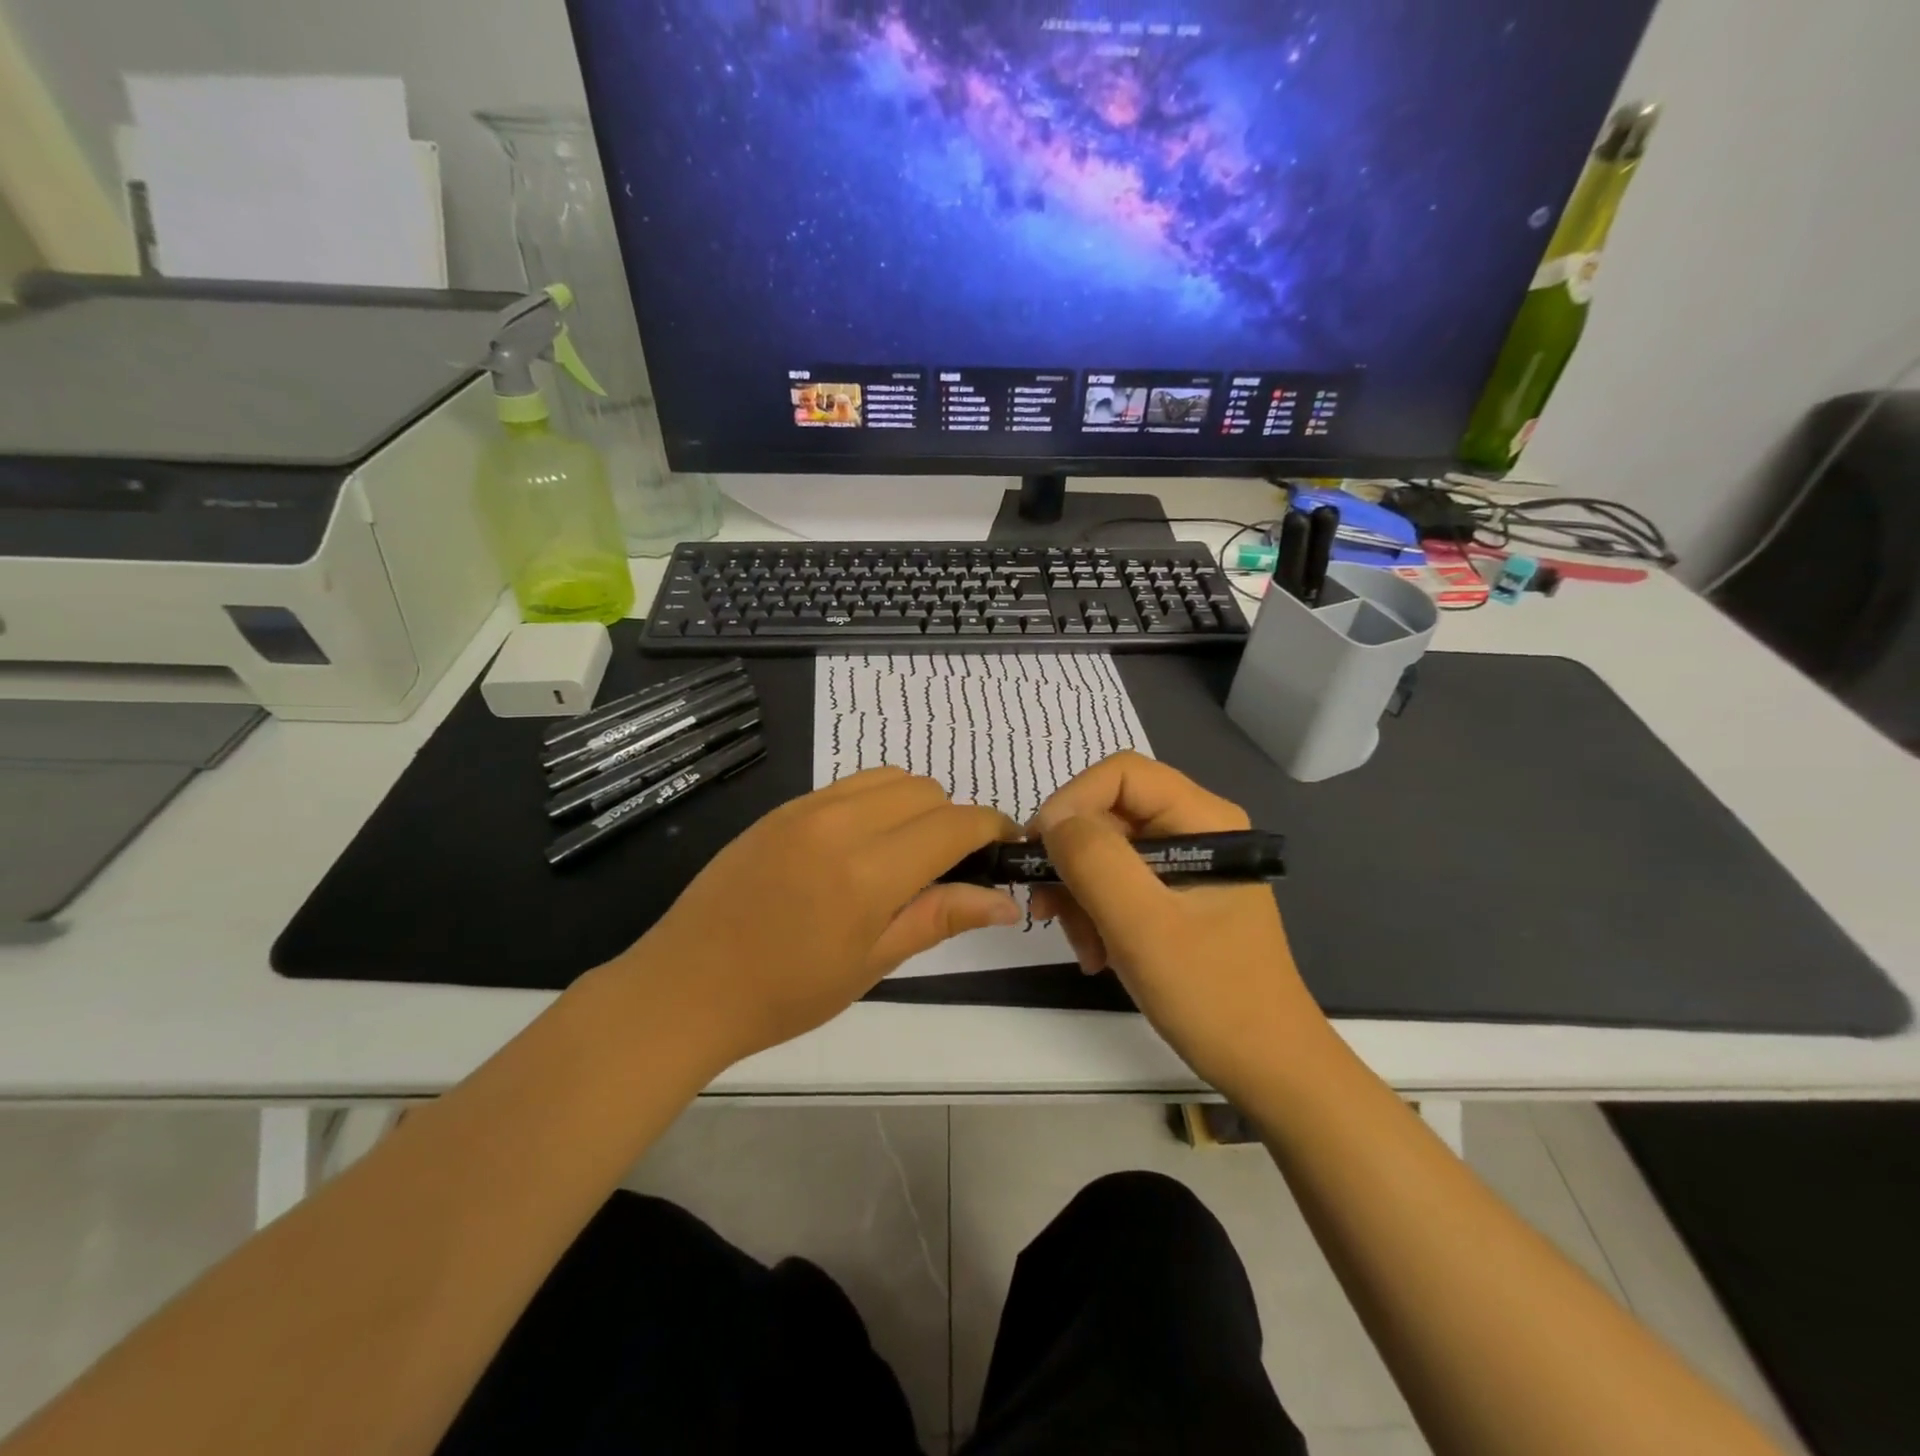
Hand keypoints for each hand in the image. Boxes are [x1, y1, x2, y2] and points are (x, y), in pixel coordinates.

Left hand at [615, 768, 1019, 1069]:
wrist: (686, 986)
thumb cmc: (785, 993)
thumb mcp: (872, 963)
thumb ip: (939, 918)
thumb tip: (1004, 901)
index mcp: (868, 872)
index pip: (954, 824)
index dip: (991, 828)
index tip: (1005, 847)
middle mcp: (841, 823)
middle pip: (926, 790)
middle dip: (952, 819)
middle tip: (948, 868)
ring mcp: (806, 808)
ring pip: (889, 777)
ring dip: (915, 804)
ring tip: (905, 853)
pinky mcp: (783, 807)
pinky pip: (849, 784)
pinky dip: (876, 802)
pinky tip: (861, 846)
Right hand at [1030, 753, 1325, 1099]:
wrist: (1268, 1068)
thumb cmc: (1213, 995)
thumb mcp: (1144, 926)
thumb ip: (1095, 861)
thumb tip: (1052, 821)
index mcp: (1203, 819)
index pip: (1122, 774)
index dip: (1072, 802)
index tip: (1039, 852)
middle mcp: (1195, 829)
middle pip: (1109, 813)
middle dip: (1072, 860)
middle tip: (1047, 911)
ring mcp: (1185, 864)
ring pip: (1106, 851)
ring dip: (1079, 895)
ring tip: (1081, 947)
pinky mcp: (1175, 896)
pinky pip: (1117, 884)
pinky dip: (1095, 914)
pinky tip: (1096, 955)